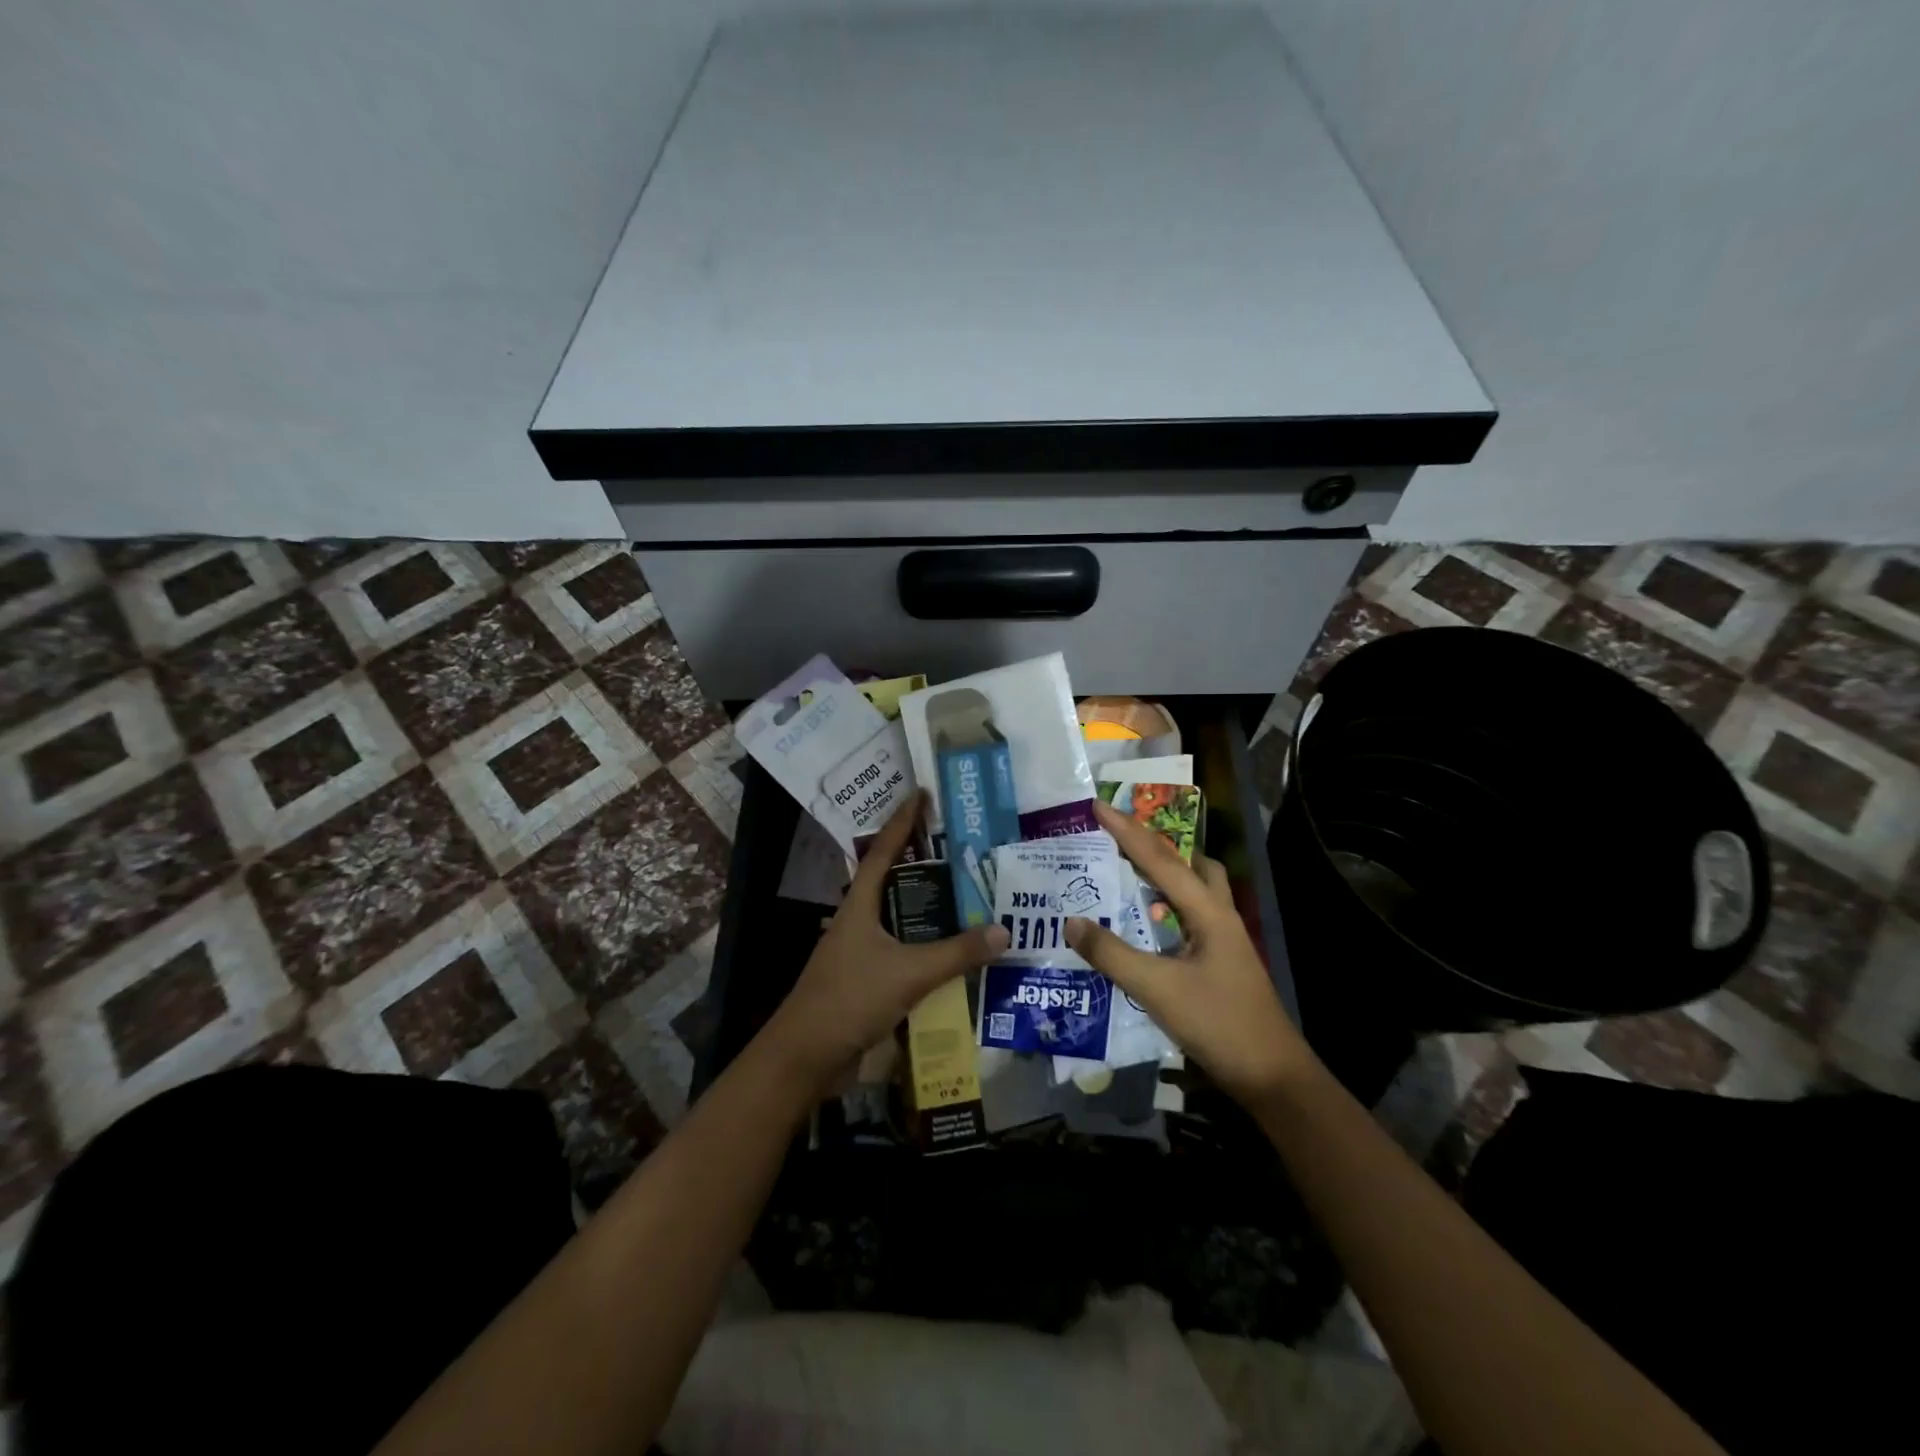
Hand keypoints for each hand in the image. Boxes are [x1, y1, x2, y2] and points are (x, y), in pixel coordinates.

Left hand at [761, 793, 1008, 1093]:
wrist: (805, 1056)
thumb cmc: (850, 998)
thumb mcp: (908, 973)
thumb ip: (957, 953)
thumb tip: (1004, 931)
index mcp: (859, 905)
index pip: (883, 851)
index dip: (902, 822)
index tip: (920, 795)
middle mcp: (857, 920)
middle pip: (891, 880)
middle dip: (920, 862)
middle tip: (958, 846)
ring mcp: (859, 951)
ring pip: (898, 917)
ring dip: (926, 907)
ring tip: (964, 894)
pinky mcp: (865, 979)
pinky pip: (901, 949)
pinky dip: (925, 944)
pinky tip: (950, 952)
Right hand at [1066, 797, 1312, 1104]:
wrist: (1273, 1077)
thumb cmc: (1219, 1025)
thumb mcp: (1158, 989)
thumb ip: (1112, 954)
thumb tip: (1070, 921)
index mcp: (1208, 912)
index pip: (1160, 860)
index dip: (1126, 831)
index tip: (1097, 805)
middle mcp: (1219, 915)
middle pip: (1188, 863)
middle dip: (1153, 843)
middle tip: (1116, 837)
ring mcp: (1223, 939)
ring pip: (1194, 888)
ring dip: (1164, 872)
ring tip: (1127, 871)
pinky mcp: (1220, 960)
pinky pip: (1189, 914)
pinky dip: (1166, 903)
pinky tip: (1144, 922)